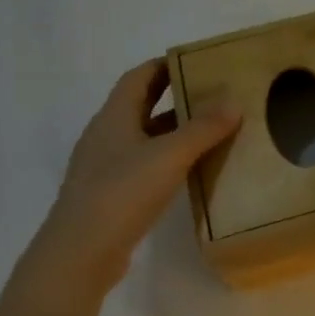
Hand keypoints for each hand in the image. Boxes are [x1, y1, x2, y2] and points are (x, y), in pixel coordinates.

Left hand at [21, 60, 239, 300]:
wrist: (80, 254)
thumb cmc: (122, 193)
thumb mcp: (169, 155)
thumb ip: (203, 128)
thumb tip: (234, 100)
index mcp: (114, 117)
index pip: (138, 78)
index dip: (164, 65)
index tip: (197, 61)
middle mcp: (106, 136)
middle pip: (141, 105)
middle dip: (174, 97)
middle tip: (213, 93)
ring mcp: (106, 167)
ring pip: (144, 137)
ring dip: (174, 131)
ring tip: (212, 130)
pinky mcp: (112, 195)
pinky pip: (144, 165)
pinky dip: (169, 159)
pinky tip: (192, 170)